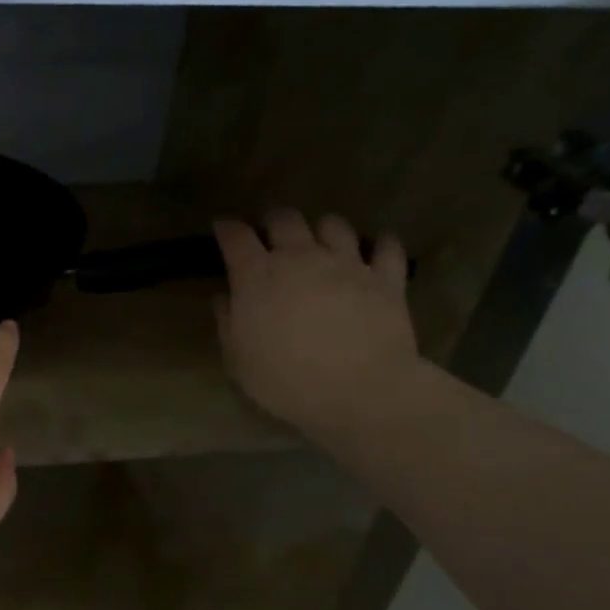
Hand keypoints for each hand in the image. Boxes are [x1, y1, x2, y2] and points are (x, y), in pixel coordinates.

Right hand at [214, 210, 420, 438]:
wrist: (358, 390)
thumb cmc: (284, 379)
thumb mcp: (238, 359)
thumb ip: (228, 322)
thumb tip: (224, 299)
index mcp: (257, 276)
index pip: (236, 237)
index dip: (227, 228)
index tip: (222, 228)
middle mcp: (300, 258)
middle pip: (285, 220)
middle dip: (274, 221)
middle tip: (270, 233)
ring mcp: (347, 264)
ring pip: (334, 225)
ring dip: (322, 229)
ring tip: (320, 241)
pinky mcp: (386, 278)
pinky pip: (386, 248)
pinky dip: (379, 245)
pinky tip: (375, 251)